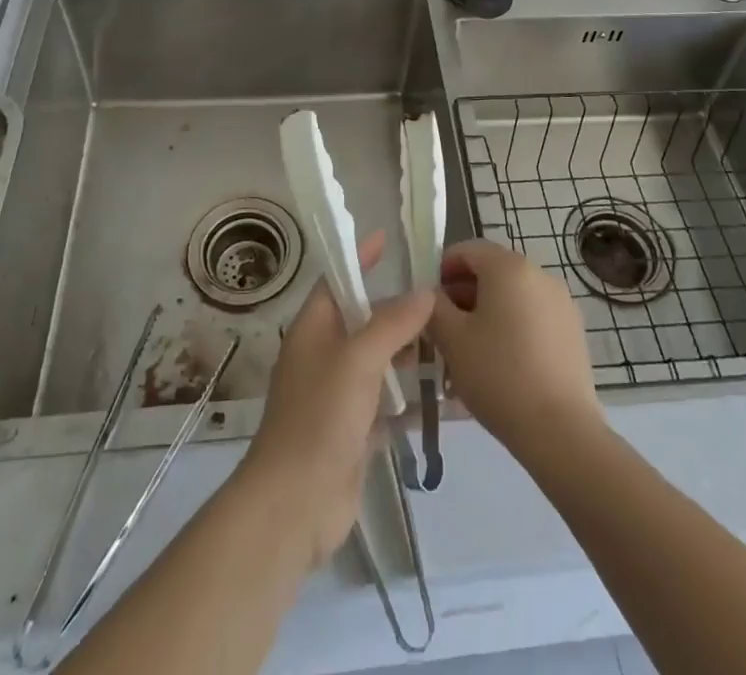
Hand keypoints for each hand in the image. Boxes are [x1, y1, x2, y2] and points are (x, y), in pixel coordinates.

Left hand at [235, 232, 432, 570]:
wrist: (295, 504)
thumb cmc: (320, 417)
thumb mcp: (358, 360)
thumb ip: (393, 323)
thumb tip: (425, 291)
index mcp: (314, 328)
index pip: (338, 279)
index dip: (361, 259)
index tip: (390, 240)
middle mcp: (324, 354)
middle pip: (363, 319)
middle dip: (398, 309)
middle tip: (441, 298)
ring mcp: (338, 393)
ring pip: (378, 359)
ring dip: (408, 351)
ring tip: (450, 340)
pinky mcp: (353, 428)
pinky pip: (385, 398)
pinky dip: (408, 391)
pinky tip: (440, 388)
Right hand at [430, 239, 602, 460]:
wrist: (560, 431)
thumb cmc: (498, 374)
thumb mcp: (451, 338)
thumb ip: (433, 307)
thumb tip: (432, 296)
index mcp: (508, 266)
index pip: (466, 249)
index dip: (442, 270)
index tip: (428, 304)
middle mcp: (539, 273)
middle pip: (491, 272)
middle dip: (463, 297)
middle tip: (444, 333)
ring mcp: (561, 302)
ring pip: (511, 297)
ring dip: (486, 315)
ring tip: (469, 356)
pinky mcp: (573, 331)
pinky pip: (532, 317)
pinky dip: (512, 329)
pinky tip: (500, 367)